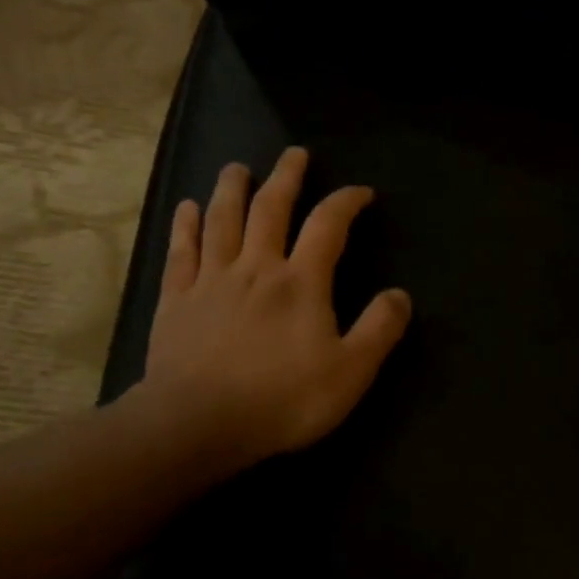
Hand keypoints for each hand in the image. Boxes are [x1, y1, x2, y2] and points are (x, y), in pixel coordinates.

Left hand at [122, 148, 411, 481]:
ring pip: (222, 219)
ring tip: (238, 168)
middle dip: (286, 177)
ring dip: (232, 188)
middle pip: (270, 208)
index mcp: (301, 282)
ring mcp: (211, 280)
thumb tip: (401, 294)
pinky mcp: (177, 299)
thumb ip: (379, 329)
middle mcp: (256, 267)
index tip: (361, 192)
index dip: (346, 201)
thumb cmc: (282, 400)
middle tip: (295, 154)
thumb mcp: (350, 372)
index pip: (328, 225)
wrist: (198, 424)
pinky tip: (187, 207)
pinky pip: (182, 250)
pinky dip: (186, 225)